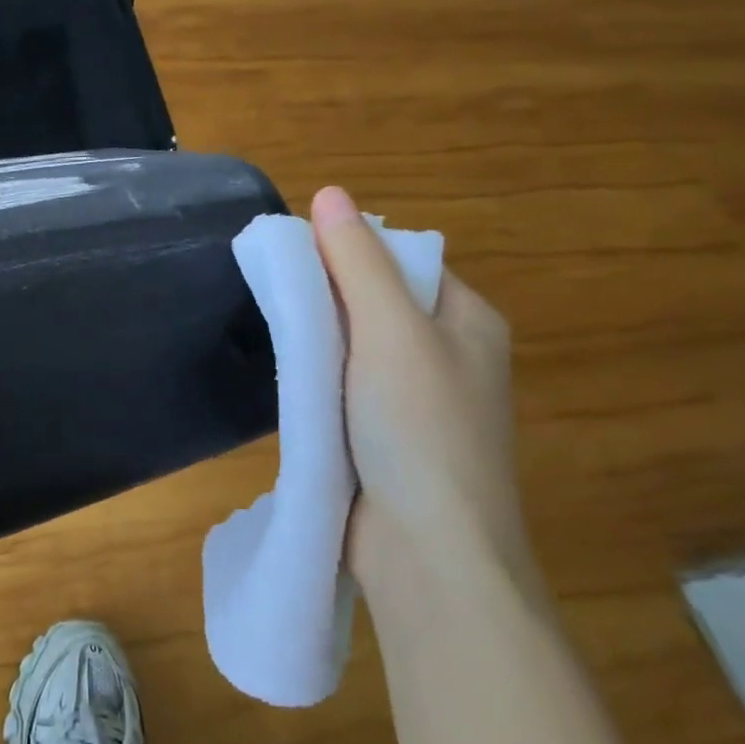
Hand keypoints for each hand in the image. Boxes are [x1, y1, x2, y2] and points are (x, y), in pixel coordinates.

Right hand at [308, 186, 538, 598]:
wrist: (427, 550)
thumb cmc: (418, 427)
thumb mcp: (388, 330)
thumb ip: (356, 262)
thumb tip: (329, 192)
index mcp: (467, 319)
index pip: (401, 258)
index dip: (348, 251)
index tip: (296, 261)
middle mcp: (449, 354)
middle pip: (376, 300)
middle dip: (327, 297)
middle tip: (279, 299)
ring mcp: (418, 400)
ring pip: (355, 346)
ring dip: (318, 340)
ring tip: (277, 335)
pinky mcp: (386, 436)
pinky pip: (345, 386)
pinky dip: (318, 378)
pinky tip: (290, 383)